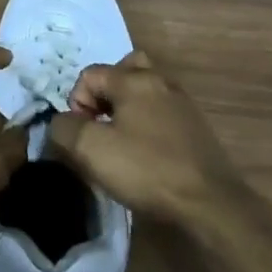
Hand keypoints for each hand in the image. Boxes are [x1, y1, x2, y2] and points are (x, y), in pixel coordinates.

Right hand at [47, 52, 243, 224]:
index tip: (82, 134)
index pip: (90, 74)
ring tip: (120, 137)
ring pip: (146, 89)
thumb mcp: (91, 150)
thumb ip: (65, 128)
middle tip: (101, 122)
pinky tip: (145, 151)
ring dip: (127, 106)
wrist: (210, 202)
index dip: (76, 102)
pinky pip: (161, 110)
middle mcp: (160, 81)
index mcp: (133, 80)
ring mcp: (182, 103)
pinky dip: (147, 121)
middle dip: (105, 93)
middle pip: (124, 69)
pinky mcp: (195, 126)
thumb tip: (62, 123)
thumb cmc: (146, 169)